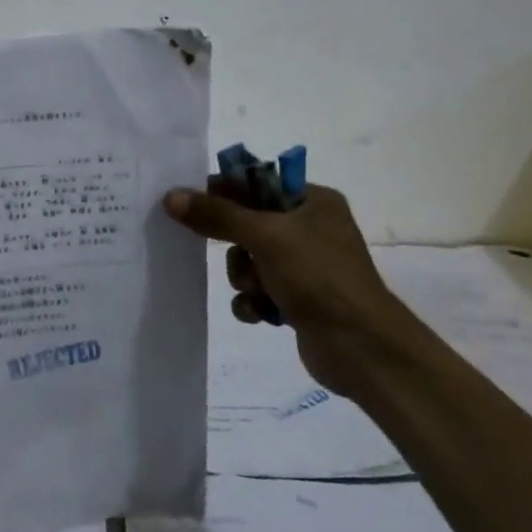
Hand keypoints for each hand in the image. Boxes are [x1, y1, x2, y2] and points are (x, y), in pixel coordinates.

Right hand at [163, 180, 407, 394]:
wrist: (361, 348)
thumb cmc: (318, 278)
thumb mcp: (265, 237)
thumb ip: (217, 215)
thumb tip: (170, 196)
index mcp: (312, 201)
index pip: (256, 183)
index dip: (223, 193)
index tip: (192, 204)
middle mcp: (310, 228)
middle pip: (246, 224)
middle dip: (237, 247)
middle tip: (242, 257)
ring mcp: (304, 266)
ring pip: (247, 261)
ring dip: (245, 278)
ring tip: (260, 292)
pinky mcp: (297, 299)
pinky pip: (256, 291)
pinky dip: (253, 301)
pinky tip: (262, 314)